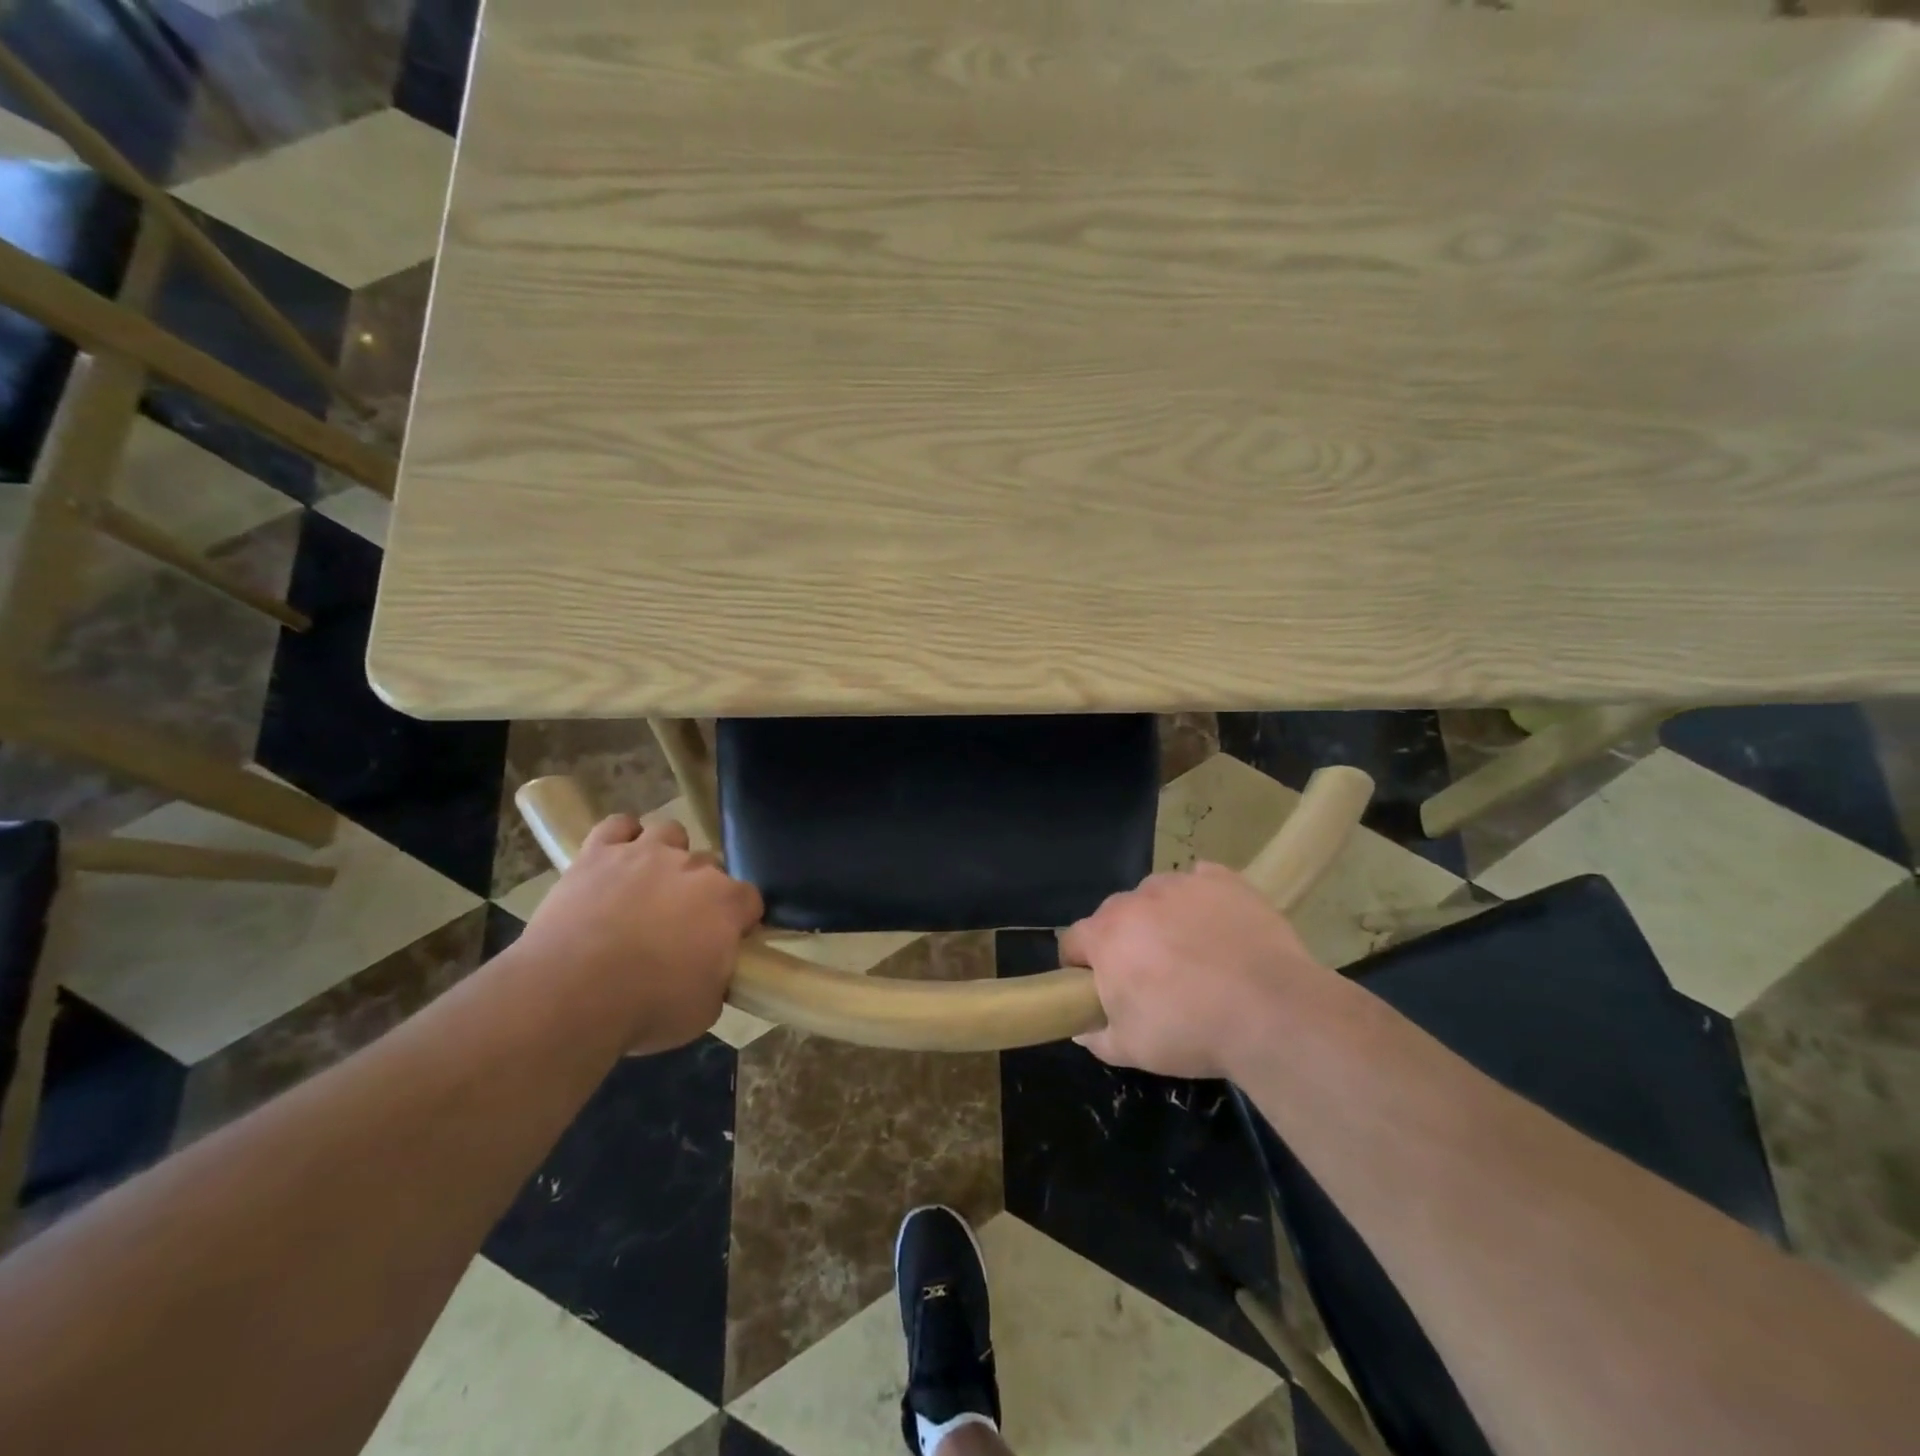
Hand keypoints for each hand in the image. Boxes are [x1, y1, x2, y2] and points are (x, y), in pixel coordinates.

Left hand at [517, 814, 762, 1053]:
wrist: (572, 993)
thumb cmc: (648, 1007)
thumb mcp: (704, 1009)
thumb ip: (717, 977)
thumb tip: (713, 969)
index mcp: (725, 903)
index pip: (749, 899)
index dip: (740, 920)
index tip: (727, 941)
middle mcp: (692, 868)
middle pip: (710, 866)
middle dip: (701, 890)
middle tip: (681, 923)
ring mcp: (645, 854)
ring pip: (670, 833)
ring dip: (666, 853)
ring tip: (650, 883)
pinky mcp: (599, 854)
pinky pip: (617, 826)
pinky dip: (621, 836)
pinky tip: (617, 856)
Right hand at [1060, 862, 1332, 1079]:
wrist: (1271, 1011)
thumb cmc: (1190, 1031)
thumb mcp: (1132, 1050)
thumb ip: (1097, 1037)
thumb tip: (1082, 1028)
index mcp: (1106, 936)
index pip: (1073, 941)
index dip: (1079, 965)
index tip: (1097, 987)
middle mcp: (1137, 899)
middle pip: (1116, 915)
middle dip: (1124, 941)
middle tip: (1150, 977)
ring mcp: (1182, 884)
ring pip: (1158, 896)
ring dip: (1162, 918)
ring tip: (1193, 953)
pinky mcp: (1224, 880)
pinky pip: (1201, 882)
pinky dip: (1202, 901)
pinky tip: (1219, 927)